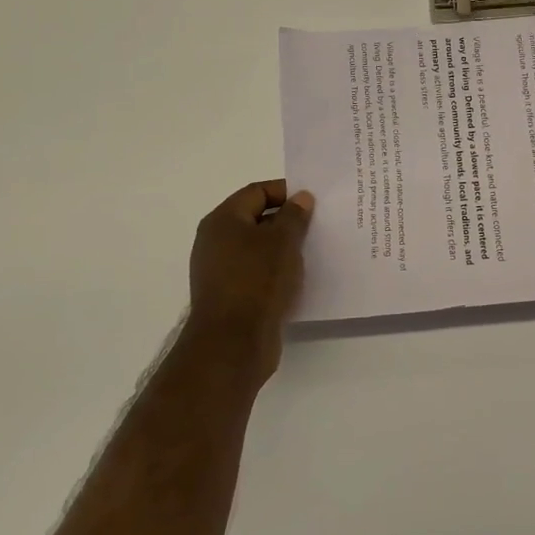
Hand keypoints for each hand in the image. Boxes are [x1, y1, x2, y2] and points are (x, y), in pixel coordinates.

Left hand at [186, 180, 314, 380]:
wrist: (233, 343)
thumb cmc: (257, 281)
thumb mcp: (283, 241)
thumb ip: (294, 215)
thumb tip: (300, 198)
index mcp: (223, 220)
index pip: (256, 192)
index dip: (286, 191)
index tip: (314, 200)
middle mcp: (216, 241)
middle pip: (256, 219)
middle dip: (288, 220)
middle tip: (319, 224)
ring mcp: (221, 270)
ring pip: (258, 248)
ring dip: (284, 247)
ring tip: (314, 250)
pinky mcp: (230, 295)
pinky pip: (257, 272)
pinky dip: (277, 270)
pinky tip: (299, 277)